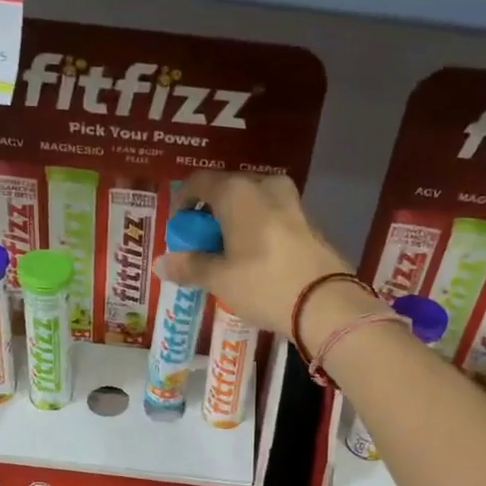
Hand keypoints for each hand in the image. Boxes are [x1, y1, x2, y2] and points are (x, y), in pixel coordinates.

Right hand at [157, 171, 350, 334]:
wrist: (325, 303)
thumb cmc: (263, 284)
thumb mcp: (220, 279)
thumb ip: (190, 267)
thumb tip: (160, 263)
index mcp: (237, 191)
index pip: (198, 182)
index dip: (183, 204)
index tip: (179, 231)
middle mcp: (264, 186)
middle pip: (227, 191)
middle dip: (210, 215)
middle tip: (202, 246)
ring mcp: (291, 201)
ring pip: (252, 204)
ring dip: (235, 223)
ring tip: (228, 256)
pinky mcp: (308, 221)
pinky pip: (272, 217)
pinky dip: (257, 231)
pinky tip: (255, 260)